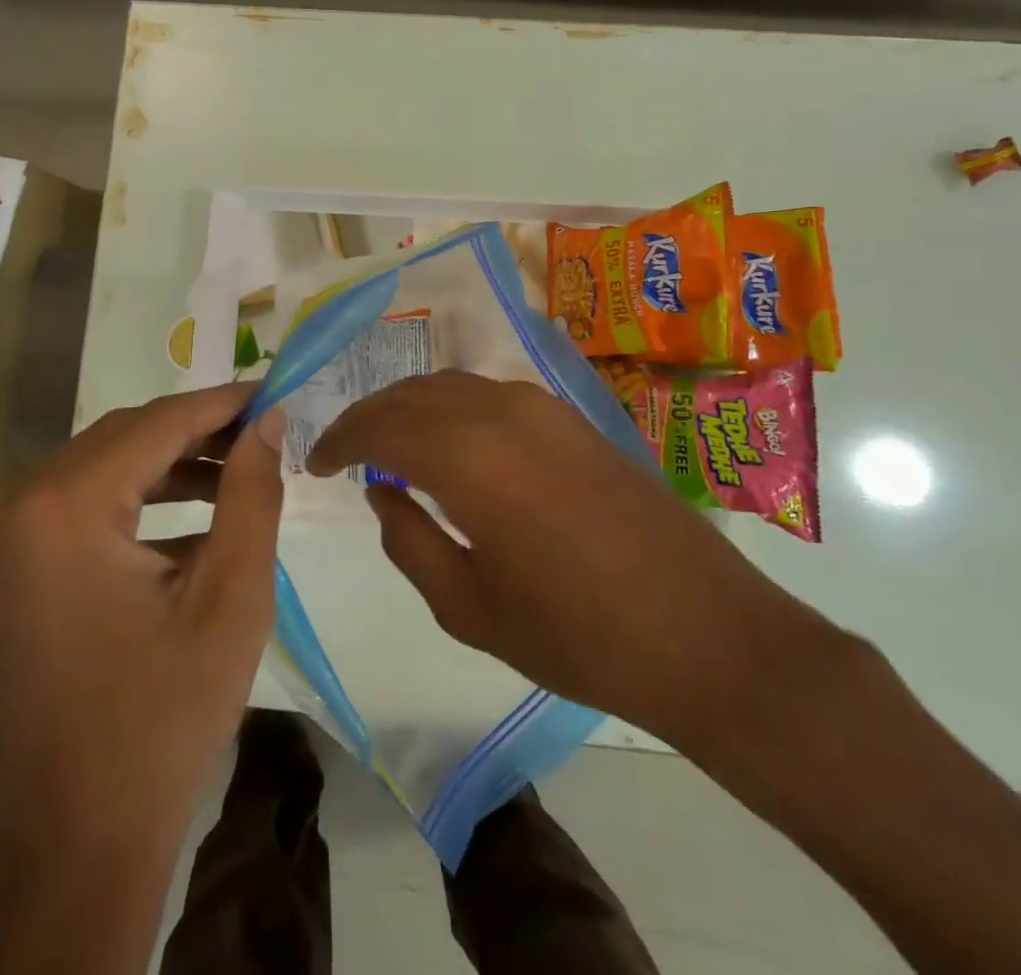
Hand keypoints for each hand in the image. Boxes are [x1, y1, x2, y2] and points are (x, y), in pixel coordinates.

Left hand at [0, 383, 284, 858]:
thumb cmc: (164, 718)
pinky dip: (134, 500)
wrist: (77, 839)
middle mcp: (10, 506)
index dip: (220, 403)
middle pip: (121, 438)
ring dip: (168, 465)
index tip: (271, 391)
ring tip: (237, 474)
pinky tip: (192, 516)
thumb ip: (252, 492)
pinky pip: (76, 504)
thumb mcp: (230, 597)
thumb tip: (266, 419)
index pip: (155, 423)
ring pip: (99, 466)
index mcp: (60, 509)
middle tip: (260, 433)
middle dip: (196, 432)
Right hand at [307, 370, 838, 755]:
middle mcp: (499, 409)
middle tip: (343, 451)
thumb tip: (381, 490)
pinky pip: (489, 395)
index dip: (339, 439)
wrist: (705, 633)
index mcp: (466, 454)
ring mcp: (542, 407)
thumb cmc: (576, 635)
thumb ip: (408, 540)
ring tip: (388, 445)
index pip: (378, 425)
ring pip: (451, 385)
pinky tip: (450, 444)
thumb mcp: (468, 605)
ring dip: (410, 408)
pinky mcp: (572, 418)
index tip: (316, 462)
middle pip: (411, 393)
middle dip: (369, 417)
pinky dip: (451, 409)